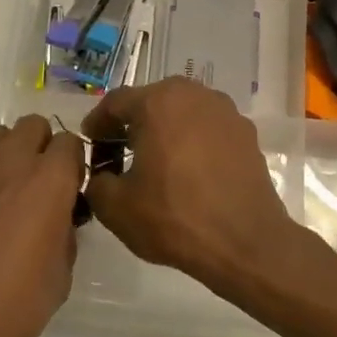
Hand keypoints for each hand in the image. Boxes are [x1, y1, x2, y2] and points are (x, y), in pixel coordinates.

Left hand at [0, 115, 83, 336]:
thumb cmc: (14, 305)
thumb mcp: (61, 272)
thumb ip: (64, 230)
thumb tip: (56, 217)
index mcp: (47, 180)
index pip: (70, 142)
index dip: (73, 165)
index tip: (71, 190)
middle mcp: (8, 163)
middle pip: (32, 126)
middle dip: (42, 148)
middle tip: (41, 186)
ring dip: (8, 155)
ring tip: (7, 194)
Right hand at [83, 79, 309, 298]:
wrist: (246, 242)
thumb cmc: (174, 217)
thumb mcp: (115, 207)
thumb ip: (96, 182)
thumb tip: (103, 175)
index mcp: (158, 102)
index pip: (115, 102)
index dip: (97, 123)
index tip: (90, 144)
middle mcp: (194, 95)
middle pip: (152, 101)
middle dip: (132, 124)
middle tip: (118, 153)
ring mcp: (226, 112)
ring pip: (183, 113)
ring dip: (164, 131)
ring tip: (155, 163)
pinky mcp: (247, 134)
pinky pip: (208, 129)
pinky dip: (192, 143)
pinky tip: (188, 173)